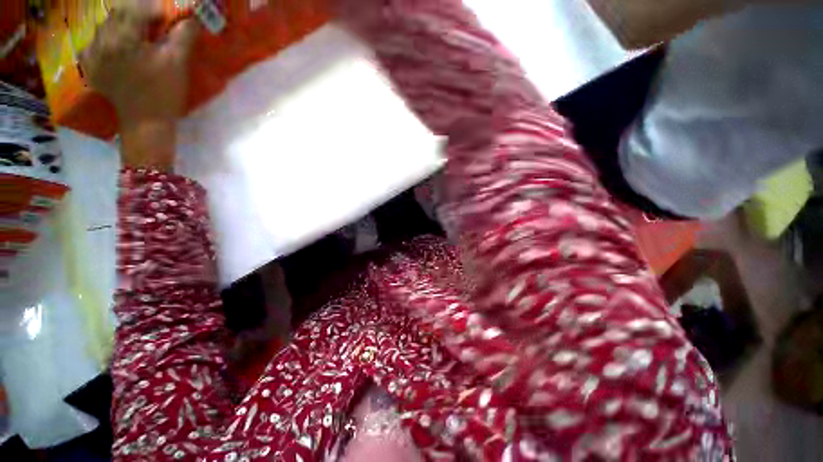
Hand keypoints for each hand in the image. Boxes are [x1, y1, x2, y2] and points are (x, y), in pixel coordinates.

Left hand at [80, 0, 198, 169]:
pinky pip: (94, 43)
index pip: (138, 8)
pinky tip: (116, 48)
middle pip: (118, 14)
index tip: (167, 19)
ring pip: (105, 27)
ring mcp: (93, 54)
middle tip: (152, 24)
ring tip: (135, 36)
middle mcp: (102, 41)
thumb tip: (190, 18)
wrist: (145, 122)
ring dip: (121, 25)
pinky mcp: (90, 66)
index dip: (155, 10)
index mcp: (123, 38)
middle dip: (136, 15)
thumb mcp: (178, 63)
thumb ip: (183, 36)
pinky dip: (106, 40)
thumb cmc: (164, 93)